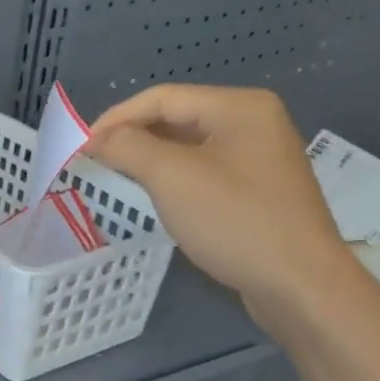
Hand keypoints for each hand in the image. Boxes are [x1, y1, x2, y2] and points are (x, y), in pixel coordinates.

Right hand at [85, 84, 360, 323]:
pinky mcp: (258, 189)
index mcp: (238, 107)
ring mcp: (259, 156)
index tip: (81, 146)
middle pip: (177, 117)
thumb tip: (97, 138)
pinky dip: (173, 177)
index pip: (162, 98)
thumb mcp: (171, 178)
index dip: (116, 117)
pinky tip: (156, 195)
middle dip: (132, 136)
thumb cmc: (234, 220)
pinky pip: (204, 170)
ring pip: (189, 145)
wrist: (299, 282)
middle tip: (95, 161)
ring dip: (150, 157)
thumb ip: (128, 148)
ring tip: (117, 175)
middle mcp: (253, 122)